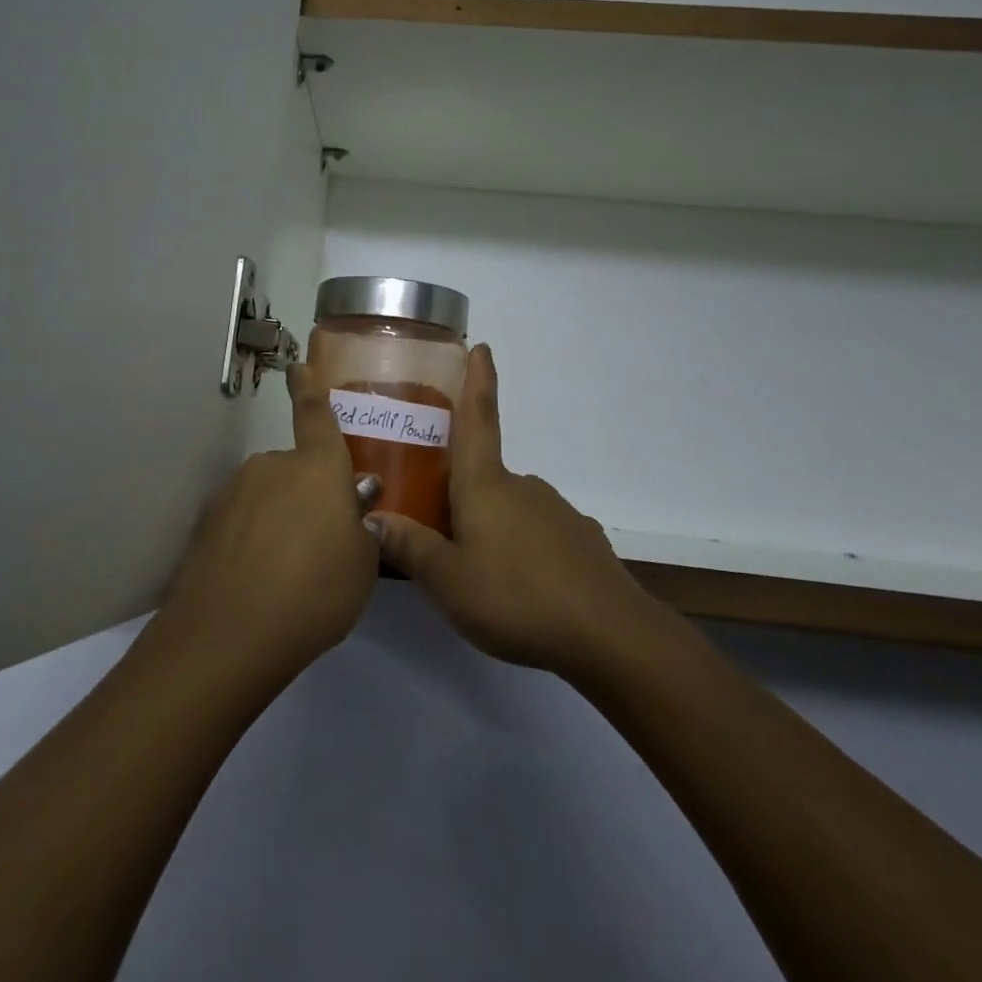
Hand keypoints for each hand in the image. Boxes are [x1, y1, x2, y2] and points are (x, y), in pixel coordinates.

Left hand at [157, 361, 378, 680]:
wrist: (229, 634)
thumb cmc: (315, 590)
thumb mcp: (362, 565)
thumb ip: (362, 524)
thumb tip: (355, 496)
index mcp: (317, 467)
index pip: (315, 414)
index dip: (309, 387)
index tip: (297, 365)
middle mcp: (273, 466)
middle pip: (296, 470)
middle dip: (307, 495)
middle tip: (320, 544)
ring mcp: (234, 492)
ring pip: (267, 496)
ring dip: (279, 520)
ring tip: (287, 573)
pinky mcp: (207, 522)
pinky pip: (241, 521)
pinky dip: (251, 540)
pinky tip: (257, 581)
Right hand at [366, 345, 665, 676]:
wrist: (609, 635)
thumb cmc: (516, 597)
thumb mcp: (449, 581)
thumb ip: (411, 548)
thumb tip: (372, 514)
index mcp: (486, 485)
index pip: (479, 419)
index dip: (478, 381)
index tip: (482, 346)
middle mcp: (522, 486)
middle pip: (486, 476)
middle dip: (465, 494)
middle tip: (444, 531)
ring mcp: (557, 512)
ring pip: (512, 509)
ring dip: (494, 527)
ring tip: (481, 574)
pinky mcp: (581, 541)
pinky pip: (540, 534)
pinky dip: (525, 550)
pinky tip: (522, 586)